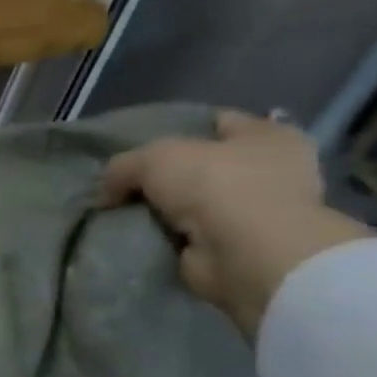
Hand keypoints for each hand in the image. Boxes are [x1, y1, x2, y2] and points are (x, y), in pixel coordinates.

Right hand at [98, 109, 370, 337]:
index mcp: (268, 137)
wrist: (246, 254)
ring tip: (120, 209)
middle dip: (167, 173)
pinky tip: (135, 234)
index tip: (140, 141)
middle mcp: (270, 171)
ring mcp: (257, 212)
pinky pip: (189, 235)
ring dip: (165, 209)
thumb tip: (106, 193)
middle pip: (204, 164)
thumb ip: (123, 166)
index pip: (218, 122)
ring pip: (195, 202)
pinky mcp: (237, 246)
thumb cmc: (217, 185)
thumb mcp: (154, 157)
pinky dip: (166, 237)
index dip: (179, 127)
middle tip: (123, 180)